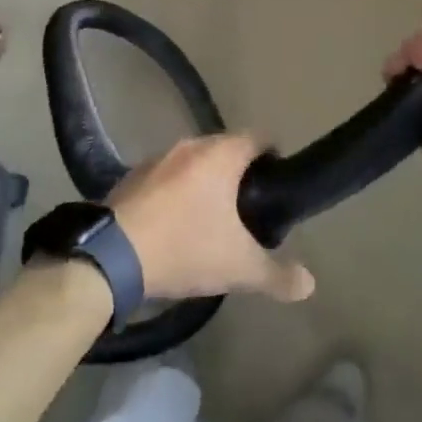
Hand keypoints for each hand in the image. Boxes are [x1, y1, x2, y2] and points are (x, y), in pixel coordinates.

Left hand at [108, 135, 315, 303]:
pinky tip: (174, 224)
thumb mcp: (239, 268)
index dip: (273, 157)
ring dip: (205, 182)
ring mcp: (158, 157)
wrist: (112, 255)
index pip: (259, 138)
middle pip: (226, 149)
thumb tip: (309, 283)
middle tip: (248, 210)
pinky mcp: (132, 175)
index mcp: (221, 155)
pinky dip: (176, 192)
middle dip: (239, 174)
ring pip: (194, 162)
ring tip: (212, 219)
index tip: (277, 184)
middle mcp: (191, 145)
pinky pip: (166, 176)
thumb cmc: (185, 247)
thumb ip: (278, 275)